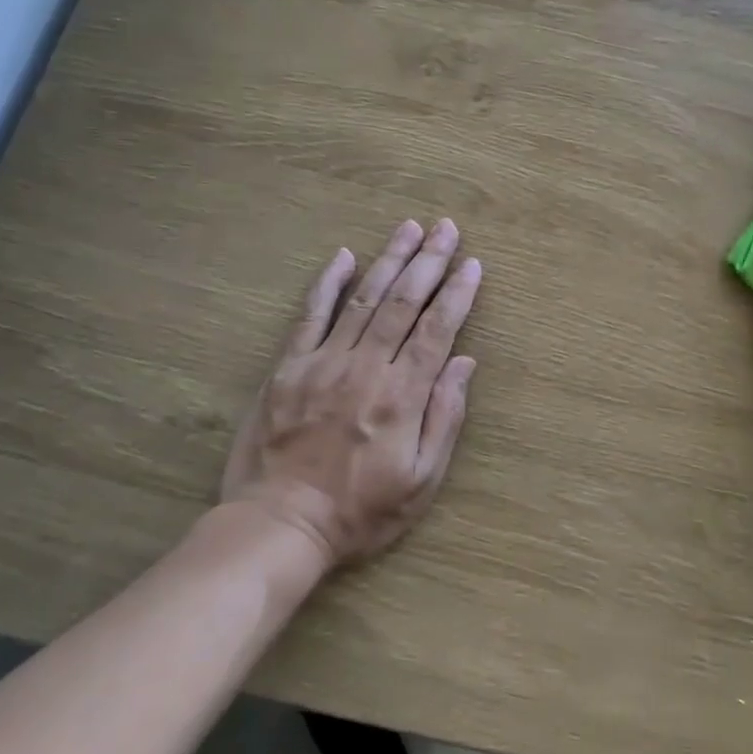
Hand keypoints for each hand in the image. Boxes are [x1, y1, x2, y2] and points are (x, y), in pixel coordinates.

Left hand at [222, 219, 481, 568]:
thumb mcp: (421, 481)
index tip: (472, 263)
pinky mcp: (289, 367)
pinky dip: (328, 283)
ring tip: (410, 228)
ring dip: (389, 259)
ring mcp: (323, 362)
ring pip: (363, 299)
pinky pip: (310, 315)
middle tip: (446, 227)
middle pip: (403, 303)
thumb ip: (444, 417)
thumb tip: (464, 362)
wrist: (280, 525)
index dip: (457, 293)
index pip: (437, 330)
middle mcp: (366, 368)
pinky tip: (344, 256)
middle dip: (428, 261)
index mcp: (402, 396)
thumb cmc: (360, 512)